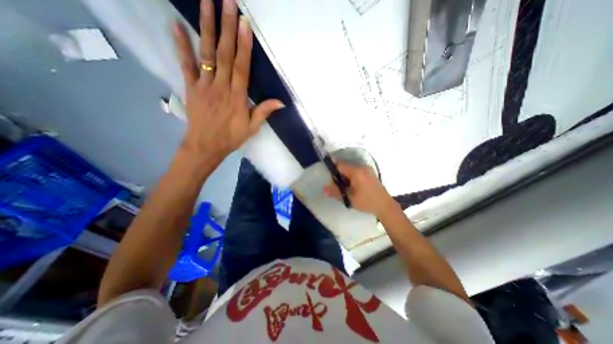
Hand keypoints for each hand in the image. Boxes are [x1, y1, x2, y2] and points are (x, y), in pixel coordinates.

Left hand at [172, 0, 283, 162]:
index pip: (241, 68)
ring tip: (207, 3)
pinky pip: (185, 65)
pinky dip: (181, 45)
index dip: (244, 46)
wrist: (206, 145)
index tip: (245, 24)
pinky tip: (176, 25)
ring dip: (206, 28)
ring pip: (206, 54)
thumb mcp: (252, 128)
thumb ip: (264, 112)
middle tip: (228, 2)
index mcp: (237, 98)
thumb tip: (280, 102)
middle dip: (227, 28)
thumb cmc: (232, 137)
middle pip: (225, 55)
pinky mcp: (191, 87)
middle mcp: (221, 87)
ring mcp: (204, 86)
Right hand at [321, 159, 397, 217]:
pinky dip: (351, 177)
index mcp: (356, 172)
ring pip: (350, 169)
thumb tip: (324, 189)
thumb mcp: (349, 199)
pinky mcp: (370, 173)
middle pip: (345, 166)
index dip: (332, 168)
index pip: (340, 164)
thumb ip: (336, 192)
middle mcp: (362, 167)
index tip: (328, 175)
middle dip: (339, 175)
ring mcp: (367, 169)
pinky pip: (356, 171)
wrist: (385, 206)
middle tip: (337, 186)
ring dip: (345, 176)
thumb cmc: (367, 202)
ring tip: (345, 188)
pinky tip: (353, 187)